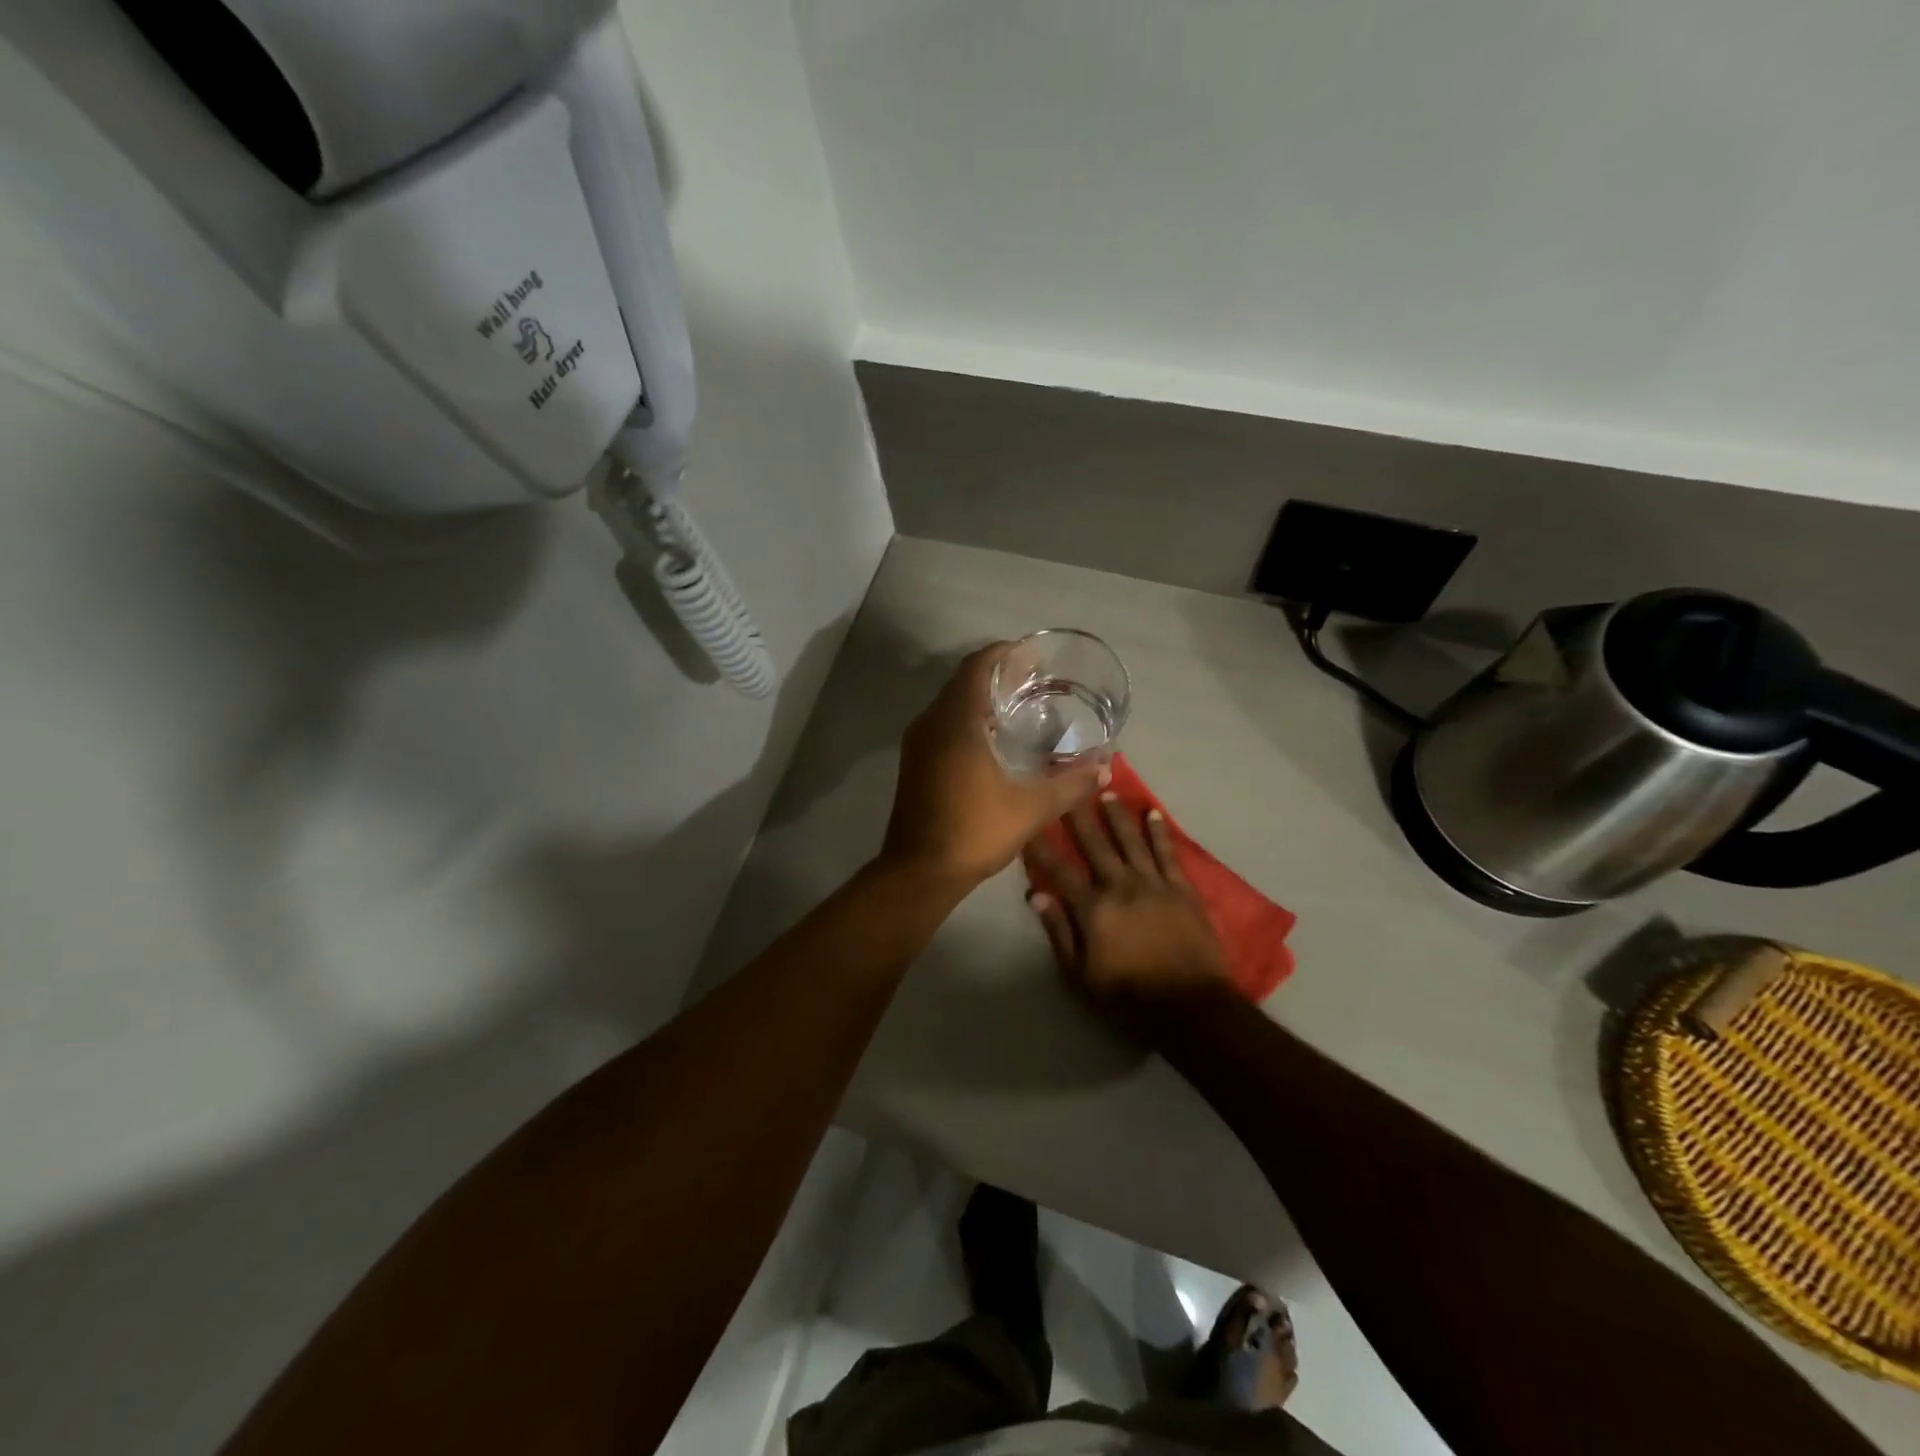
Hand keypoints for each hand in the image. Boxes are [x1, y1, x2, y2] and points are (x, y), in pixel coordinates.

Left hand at [881, 644, 1107, 889]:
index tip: (1032, 655)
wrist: (919, 872)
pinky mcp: (914, 763)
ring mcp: (918, 743)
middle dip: (997, 674)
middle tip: (1035, 681)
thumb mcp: (1031, 808)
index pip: (977, 666)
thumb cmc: (974, 831)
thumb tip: (1105, 768)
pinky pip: (943, 724)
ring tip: (1020, 707)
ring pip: (951, 704)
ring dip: (981, 698)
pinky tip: (994, 741)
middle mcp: (931, 722)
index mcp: (956, 721)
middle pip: (963, 681)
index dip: (1004, 653)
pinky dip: (968, 719)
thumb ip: (1070, 784)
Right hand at [1026, 796, 1233, 1032]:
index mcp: (1093, 908)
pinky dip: (1159, 832)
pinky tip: (1152, 813)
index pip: (1059, 870)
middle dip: (1078, 815)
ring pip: (1131, 840)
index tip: (1029, 822)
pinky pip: (1167, 853)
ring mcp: (1154, 883)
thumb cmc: (1128, 995)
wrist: (1190, 1005)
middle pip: (1095, 844)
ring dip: (1117, 815)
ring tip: (1106, 790)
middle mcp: (1120, 885)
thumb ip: (1059, 931)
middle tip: (1067, 785)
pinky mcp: (1181, 888)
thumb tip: (1036, 894)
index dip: (1041, 846)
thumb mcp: (1081, 973)